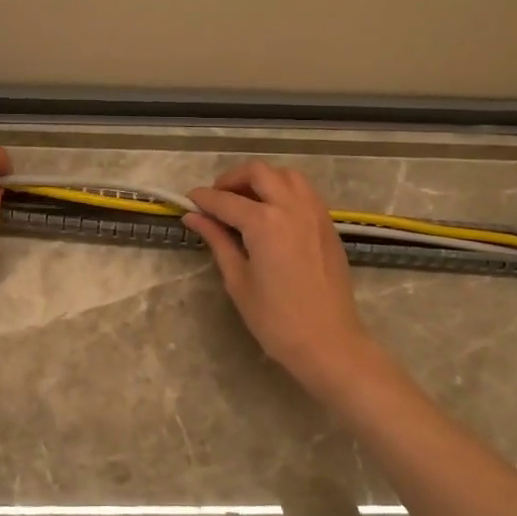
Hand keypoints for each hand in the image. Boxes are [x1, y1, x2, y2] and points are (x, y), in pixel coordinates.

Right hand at [184, 161, 380, 394]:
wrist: (328, 342)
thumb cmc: (276, 319)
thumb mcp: (238, 280)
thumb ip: (218, 241)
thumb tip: (193, 217)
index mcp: (264, 223)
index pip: (225, 200)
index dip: (203, 199)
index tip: (187, 201)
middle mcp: (291, 207)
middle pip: (259, 173)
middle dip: (232, 179)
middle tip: (217, 199)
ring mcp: (314, 213)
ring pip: (286, 175)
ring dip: (262, 179)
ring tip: (246, 201)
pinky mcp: (328, 224)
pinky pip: (304, 191)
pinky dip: (284, 190)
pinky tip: (272, 212)